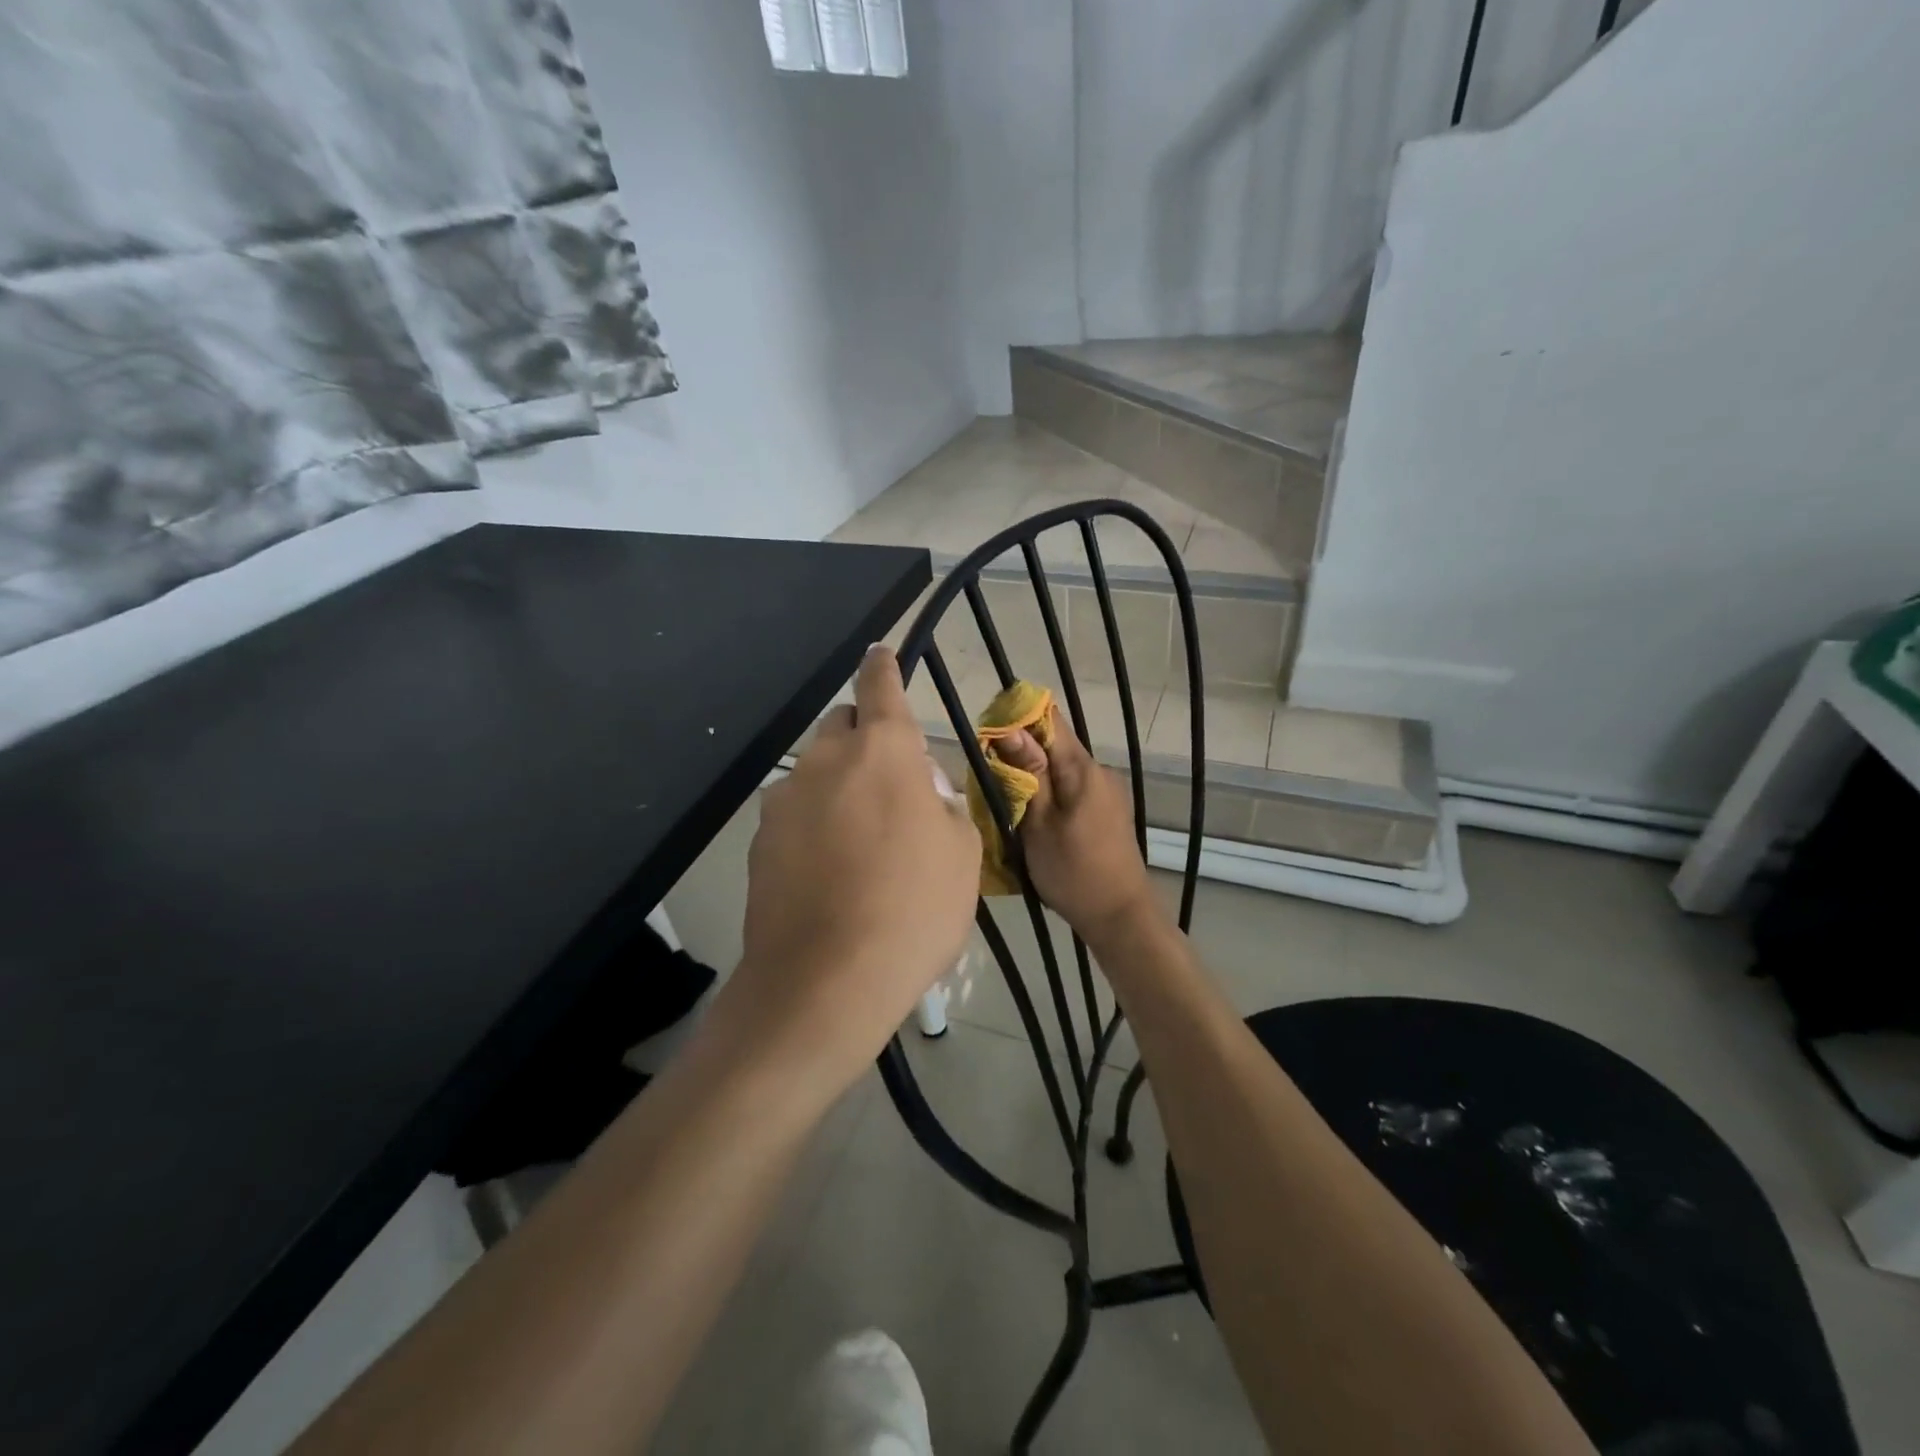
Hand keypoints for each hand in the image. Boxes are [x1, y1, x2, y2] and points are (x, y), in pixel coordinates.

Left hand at [718, 646, 980, 1088]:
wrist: (826, 981)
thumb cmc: (913, 910)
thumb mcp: (962, 855)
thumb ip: (945, 806)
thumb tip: (923, 793)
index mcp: (883, 752)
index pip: (880, 687)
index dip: (883, 666)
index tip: (880, 652)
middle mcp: (825, 761)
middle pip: (843, 728)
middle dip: (865, 741)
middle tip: (893, 789)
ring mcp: (785, 800)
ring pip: (816, 772)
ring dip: (839, 786)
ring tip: (861, 842)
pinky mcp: (759, 840)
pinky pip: (795, 814)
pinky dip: (815, 824)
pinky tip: (829, 872)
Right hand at [992, 708, 1156, 943]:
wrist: (1120, 916)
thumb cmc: (1074, 872)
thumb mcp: (1039, 825)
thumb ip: (1027, 775)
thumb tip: (1010, 730)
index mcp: (1083, 768)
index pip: (1050, 719)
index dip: (1018, 719)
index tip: (989, 735)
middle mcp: (1099, 771)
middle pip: (1054, 744)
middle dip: (1020, 752)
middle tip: (989, 775)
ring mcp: (1106, 791)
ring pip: (1061, 768)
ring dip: (1034, 775)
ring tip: (1006, 799)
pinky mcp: (1107, 810)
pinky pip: (1072, 787)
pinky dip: (1050, 793)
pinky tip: (1032, 815)